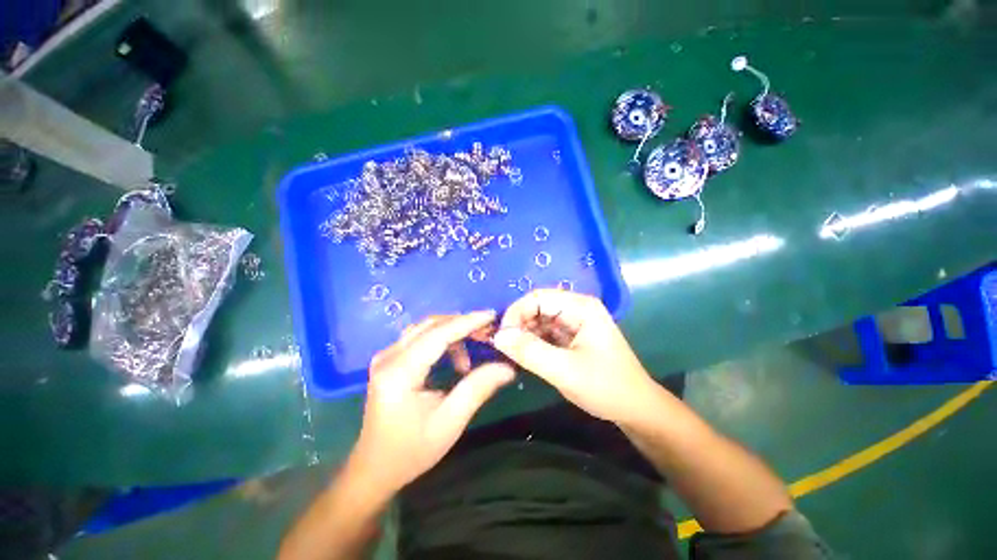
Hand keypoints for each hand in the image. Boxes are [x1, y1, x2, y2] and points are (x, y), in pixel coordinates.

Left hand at [349, 311, 514, 492]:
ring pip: (426, 328)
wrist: (374, 469)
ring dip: (453, 330)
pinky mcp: (390, 360)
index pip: (438, 334)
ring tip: (475, 346)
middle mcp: (389, 356)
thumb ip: (478, 389)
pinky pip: (421, 337)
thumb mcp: (450, 422)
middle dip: (462, 323)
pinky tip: (455, 357)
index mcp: (400, 372)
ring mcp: (386, 356)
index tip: (492, 315)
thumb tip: (507, 367)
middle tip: (488, 331)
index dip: (467, 322)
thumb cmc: (411, 450)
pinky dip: (443, 339)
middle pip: (431, 325)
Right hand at [492, 290, 656, 424]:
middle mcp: (576, 308)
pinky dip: (532, 343)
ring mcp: (574, 322)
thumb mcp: (564, 370)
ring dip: (523, 335)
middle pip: (537, 307)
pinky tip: (523, 356)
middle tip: (503, 348)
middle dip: (518, 325)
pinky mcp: (571, 337)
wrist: (636, 410)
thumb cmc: (606, 387)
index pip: (537, 297)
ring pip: (538, 320)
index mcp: (580, 307)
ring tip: (511, 354)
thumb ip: (529, 351)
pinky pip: (545, 333)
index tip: (501, 337)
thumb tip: (498, 336)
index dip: (515, 313)